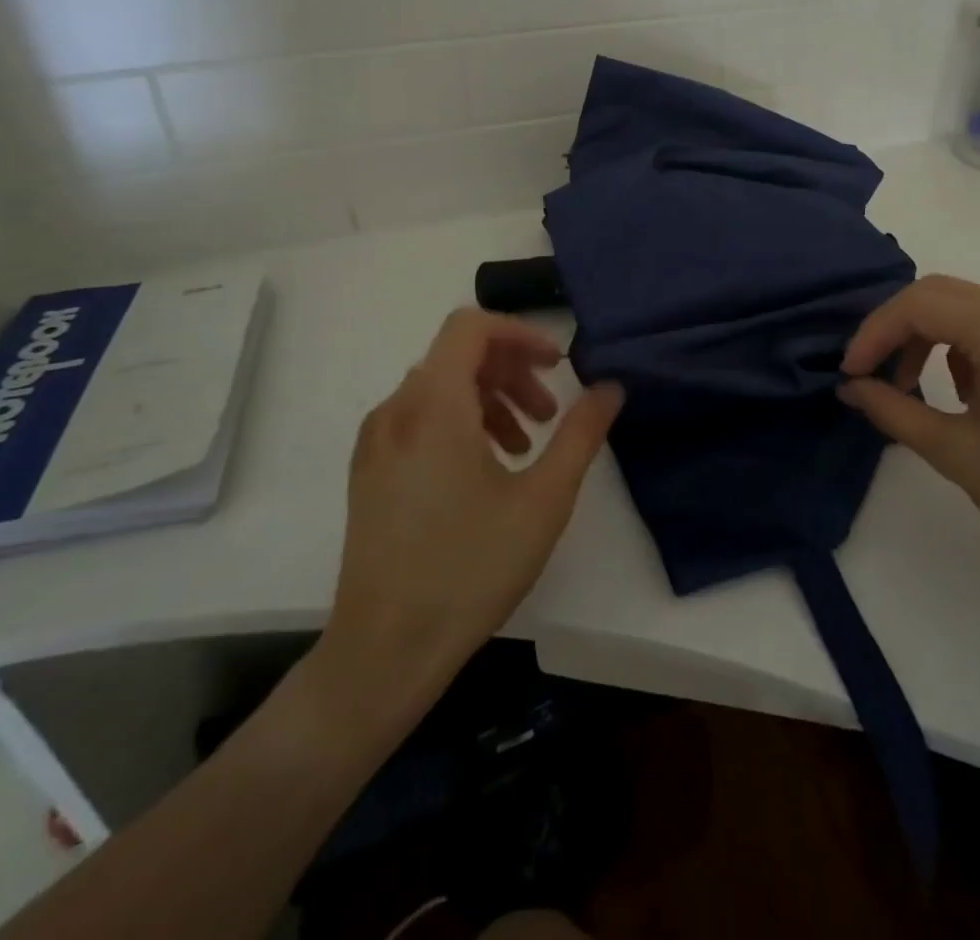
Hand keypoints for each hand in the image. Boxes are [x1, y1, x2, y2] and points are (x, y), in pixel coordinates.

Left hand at [314, 309, 623, 699]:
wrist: (384, 652)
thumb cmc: (470, 569)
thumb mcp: (544, 499)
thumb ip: (581, 433)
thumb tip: (610, 387)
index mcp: (433, 405)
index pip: (472, 327)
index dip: (521, 334)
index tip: (558, 365)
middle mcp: (395, 410)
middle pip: (457, 356)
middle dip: (512, 372)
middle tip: (549, 415)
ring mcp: (375, 441)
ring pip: (438, 387)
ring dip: (489, 399)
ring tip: (523, 446)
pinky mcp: (368, 471)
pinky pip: (418, 418)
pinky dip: (459, 422)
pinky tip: (484, 470)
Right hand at [838, 275, 979, 568]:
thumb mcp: (952, 450)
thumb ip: (892, 410)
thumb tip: (850, 387)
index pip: (920, 305)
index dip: (875, 333)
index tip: (851, 373)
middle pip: (937, 293)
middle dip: (894, 329)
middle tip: (870, 371)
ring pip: (960, 304)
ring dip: (924, 335)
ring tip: (909, 385)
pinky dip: (956, 343)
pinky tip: (959, 389)